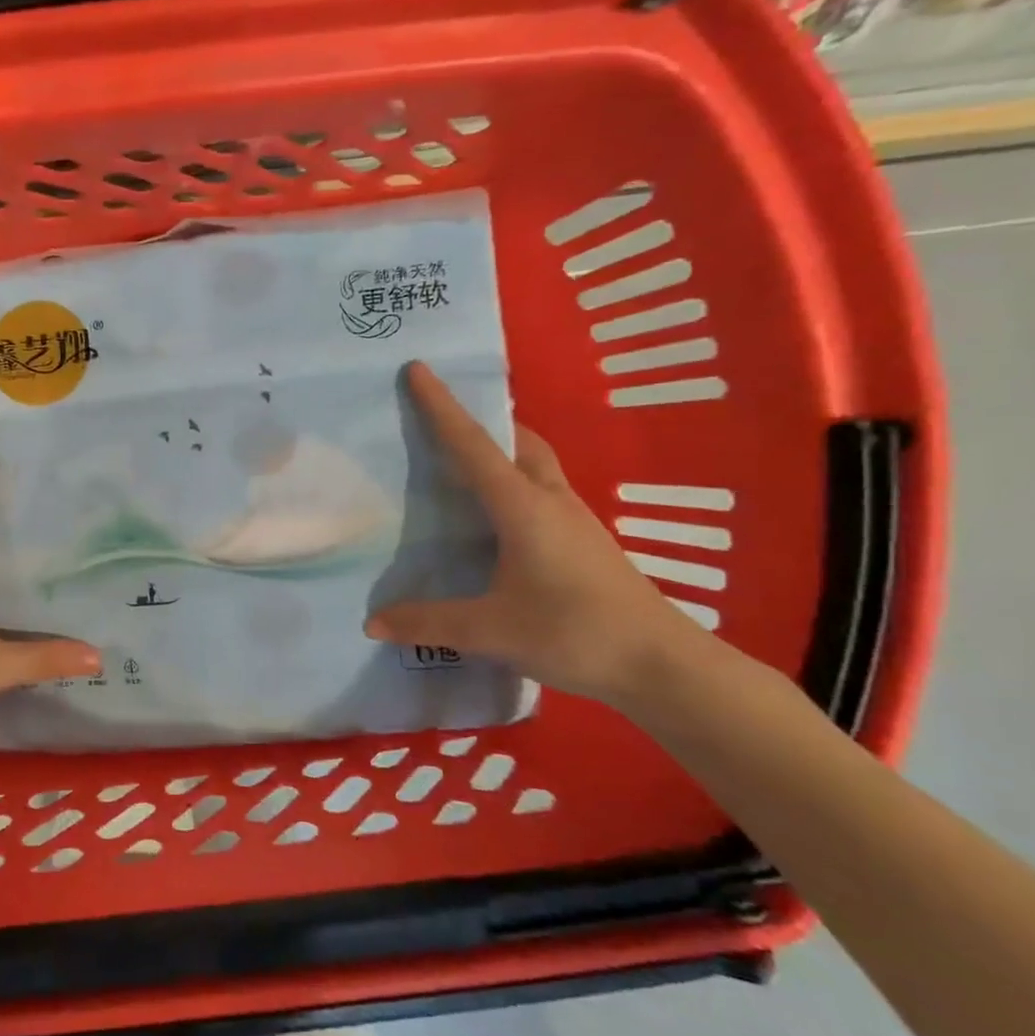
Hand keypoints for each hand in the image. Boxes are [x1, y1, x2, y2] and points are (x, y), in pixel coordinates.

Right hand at [365, 362, 707, 706]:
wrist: (663, 666)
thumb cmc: (575, 632)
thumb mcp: (492, 630)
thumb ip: (429, 622)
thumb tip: (371, 622)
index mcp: (522, 507)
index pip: (472, 446)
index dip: (442, 407)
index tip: (418, 369)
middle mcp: (549, 502)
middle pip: (517, 443)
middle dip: (483, 422)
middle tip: (444, 420)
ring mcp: (573, 522)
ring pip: (534, 467)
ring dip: (502, 453)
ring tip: (463, 467)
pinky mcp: (584, 544)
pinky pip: (541, 494)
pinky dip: (513, 486)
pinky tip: (496, 521)